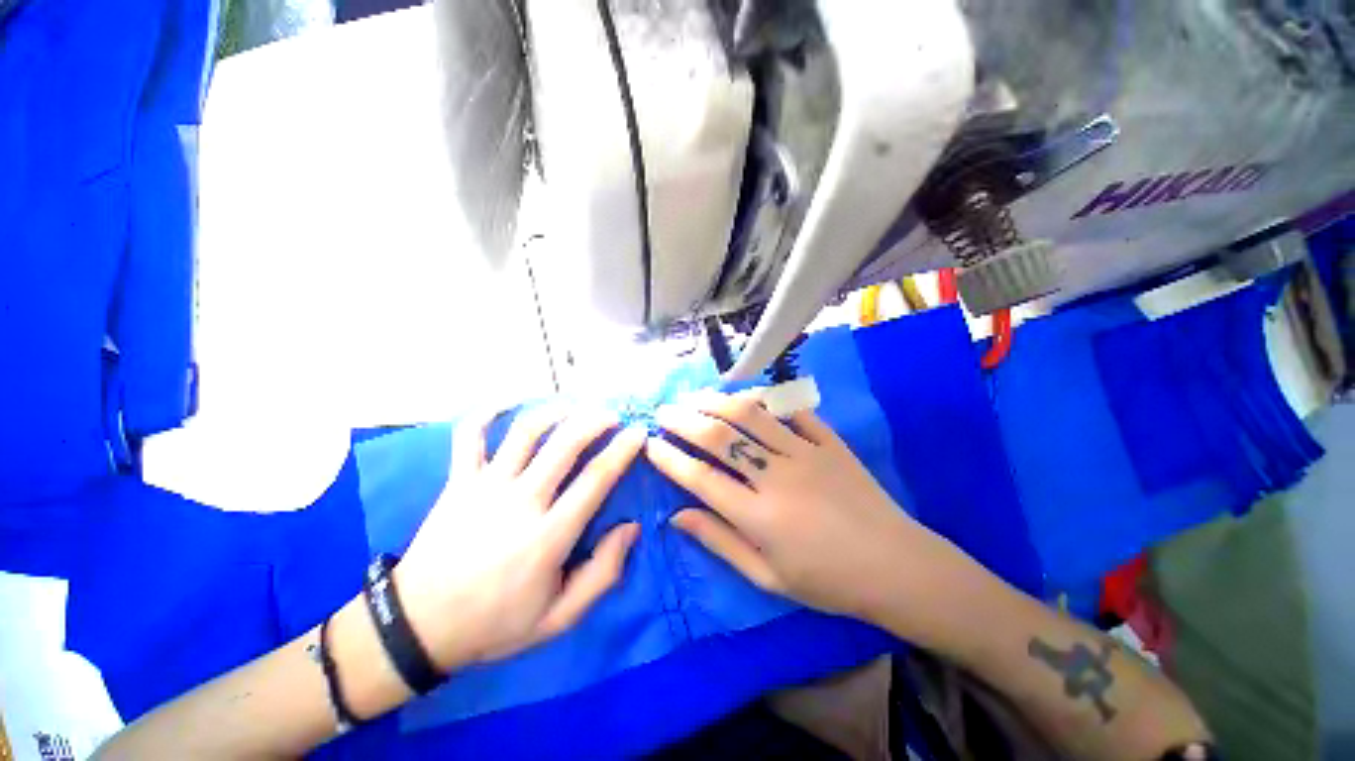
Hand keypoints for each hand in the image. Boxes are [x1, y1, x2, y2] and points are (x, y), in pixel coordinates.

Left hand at [394, 407, 645, 669]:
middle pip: (564, 444)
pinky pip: (471, 435)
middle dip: (595, 421)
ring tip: (574, 407)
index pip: (595, 480)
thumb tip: (631, 528)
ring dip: (555, 411)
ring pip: (524, 431)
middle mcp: (519, 502)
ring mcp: (484, 486)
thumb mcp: (558, 617)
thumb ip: (602, 574)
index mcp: (546, 537)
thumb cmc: (495, 623)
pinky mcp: (458, 481)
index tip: (639, 433)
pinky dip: (489, 412)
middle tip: (612, 415)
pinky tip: (509, 401)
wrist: (419, 627)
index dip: (622, 450)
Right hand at [645, 390, 948, 624]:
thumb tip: (677, 516)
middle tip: (663, 411)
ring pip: (751, 414)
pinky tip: (747, 394)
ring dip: (716, 401)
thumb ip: (720, 542)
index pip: (700, 477)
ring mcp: (806, 452)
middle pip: (719, 436)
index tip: (650, 444)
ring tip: (694, 396)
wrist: (895, 566)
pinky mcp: (829, 441)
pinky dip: (767, 398)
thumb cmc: (827, 581)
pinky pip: (793, 409)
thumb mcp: (767, 577)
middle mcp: (777, 476)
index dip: (669, 458)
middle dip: (683, 419)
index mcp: (759, 516)